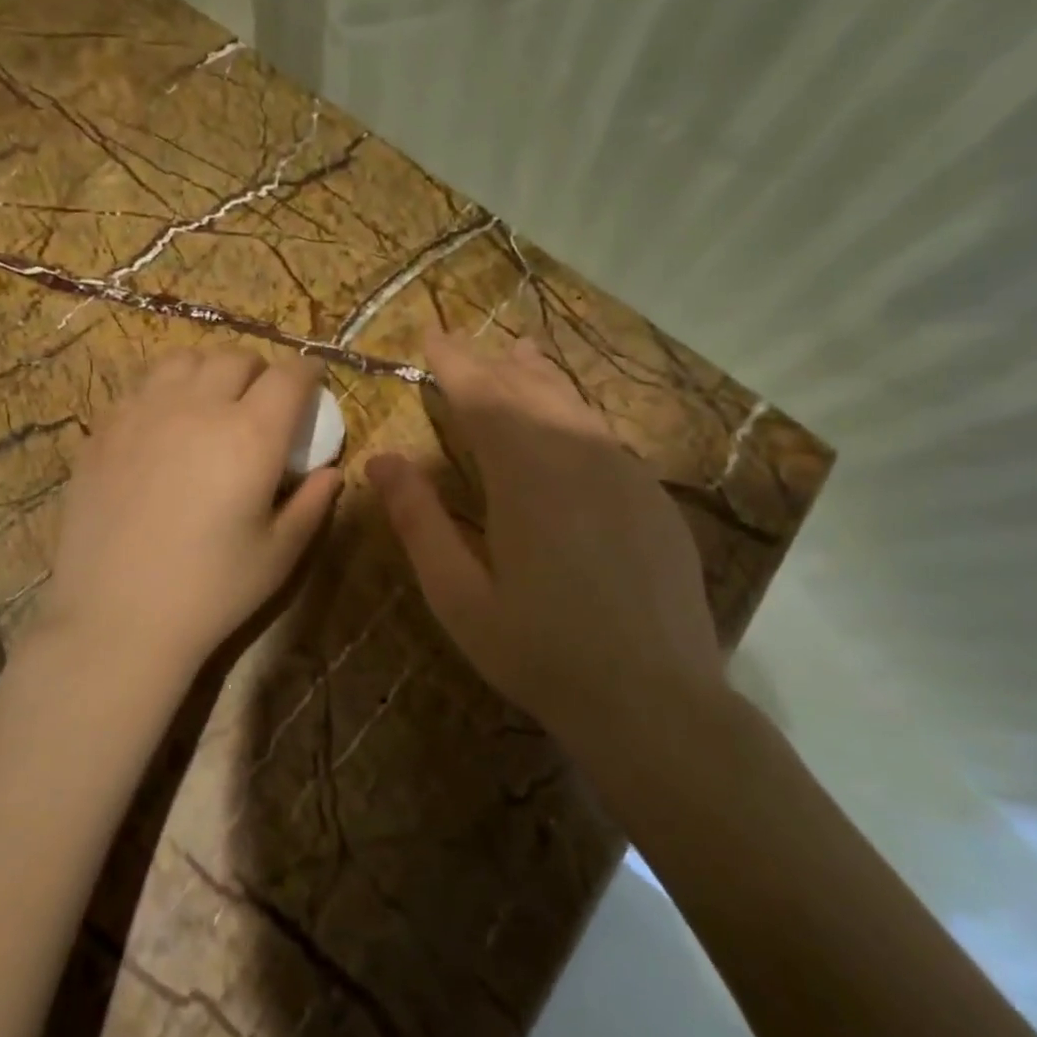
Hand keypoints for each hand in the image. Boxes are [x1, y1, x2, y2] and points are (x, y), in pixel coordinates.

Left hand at [29, 349, 342, 686]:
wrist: (117, 619)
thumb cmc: (211, 592)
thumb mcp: (279, 555)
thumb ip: (311, 504)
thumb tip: (331, 472)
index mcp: (250, 435)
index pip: (288, 376)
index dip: (307, 372)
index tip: (313, 383)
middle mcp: (197, 408)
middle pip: (235, 358)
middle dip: (259, 371)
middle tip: (262, 401)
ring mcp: (142, 413)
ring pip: (183, 360)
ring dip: (208, 371)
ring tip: (210, 402)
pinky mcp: (104, 431)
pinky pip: (140, 387)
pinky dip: (164, 391)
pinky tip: (163, 426)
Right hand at [367, 328, 721, 759]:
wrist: (654, 701)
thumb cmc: (539, 652)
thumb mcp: (458, 595)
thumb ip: (418, 521)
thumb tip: (381, 460)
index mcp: (526, 477)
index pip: (482, 397)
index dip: (453, 362)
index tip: (430, 335)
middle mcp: (579, 458)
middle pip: (529, 390)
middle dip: (490, 363)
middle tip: (464, 343)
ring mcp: (626, 475)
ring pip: (574, 405)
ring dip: (538, 376)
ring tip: (518, 352)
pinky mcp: (654, 498)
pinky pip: (604, 435)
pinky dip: (574, 411)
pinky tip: (569, 418)